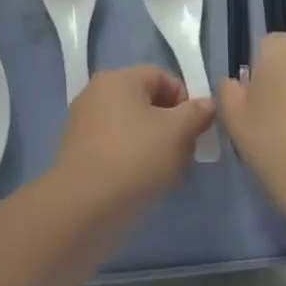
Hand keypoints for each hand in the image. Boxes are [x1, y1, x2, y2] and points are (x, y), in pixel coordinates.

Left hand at [54, 66, 215, 204]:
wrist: (83, 208)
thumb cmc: (135, 159)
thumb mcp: (178, 133)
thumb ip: (197, 113)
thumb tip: (207, 104)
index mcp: (117, 79)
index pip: (162, 77)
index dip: (185, 100)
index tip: (195, 129)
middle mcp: (96, 94)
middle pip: (146, 102)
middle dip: (172, 126)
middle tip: (184, 153)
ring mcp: (83, 124)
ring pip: (132, 127)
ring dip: (155, 145)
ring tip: (166, 172)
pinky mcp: (78, 153)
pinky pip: (115, 147)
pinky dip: (133, 159)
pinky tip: (142, 183)